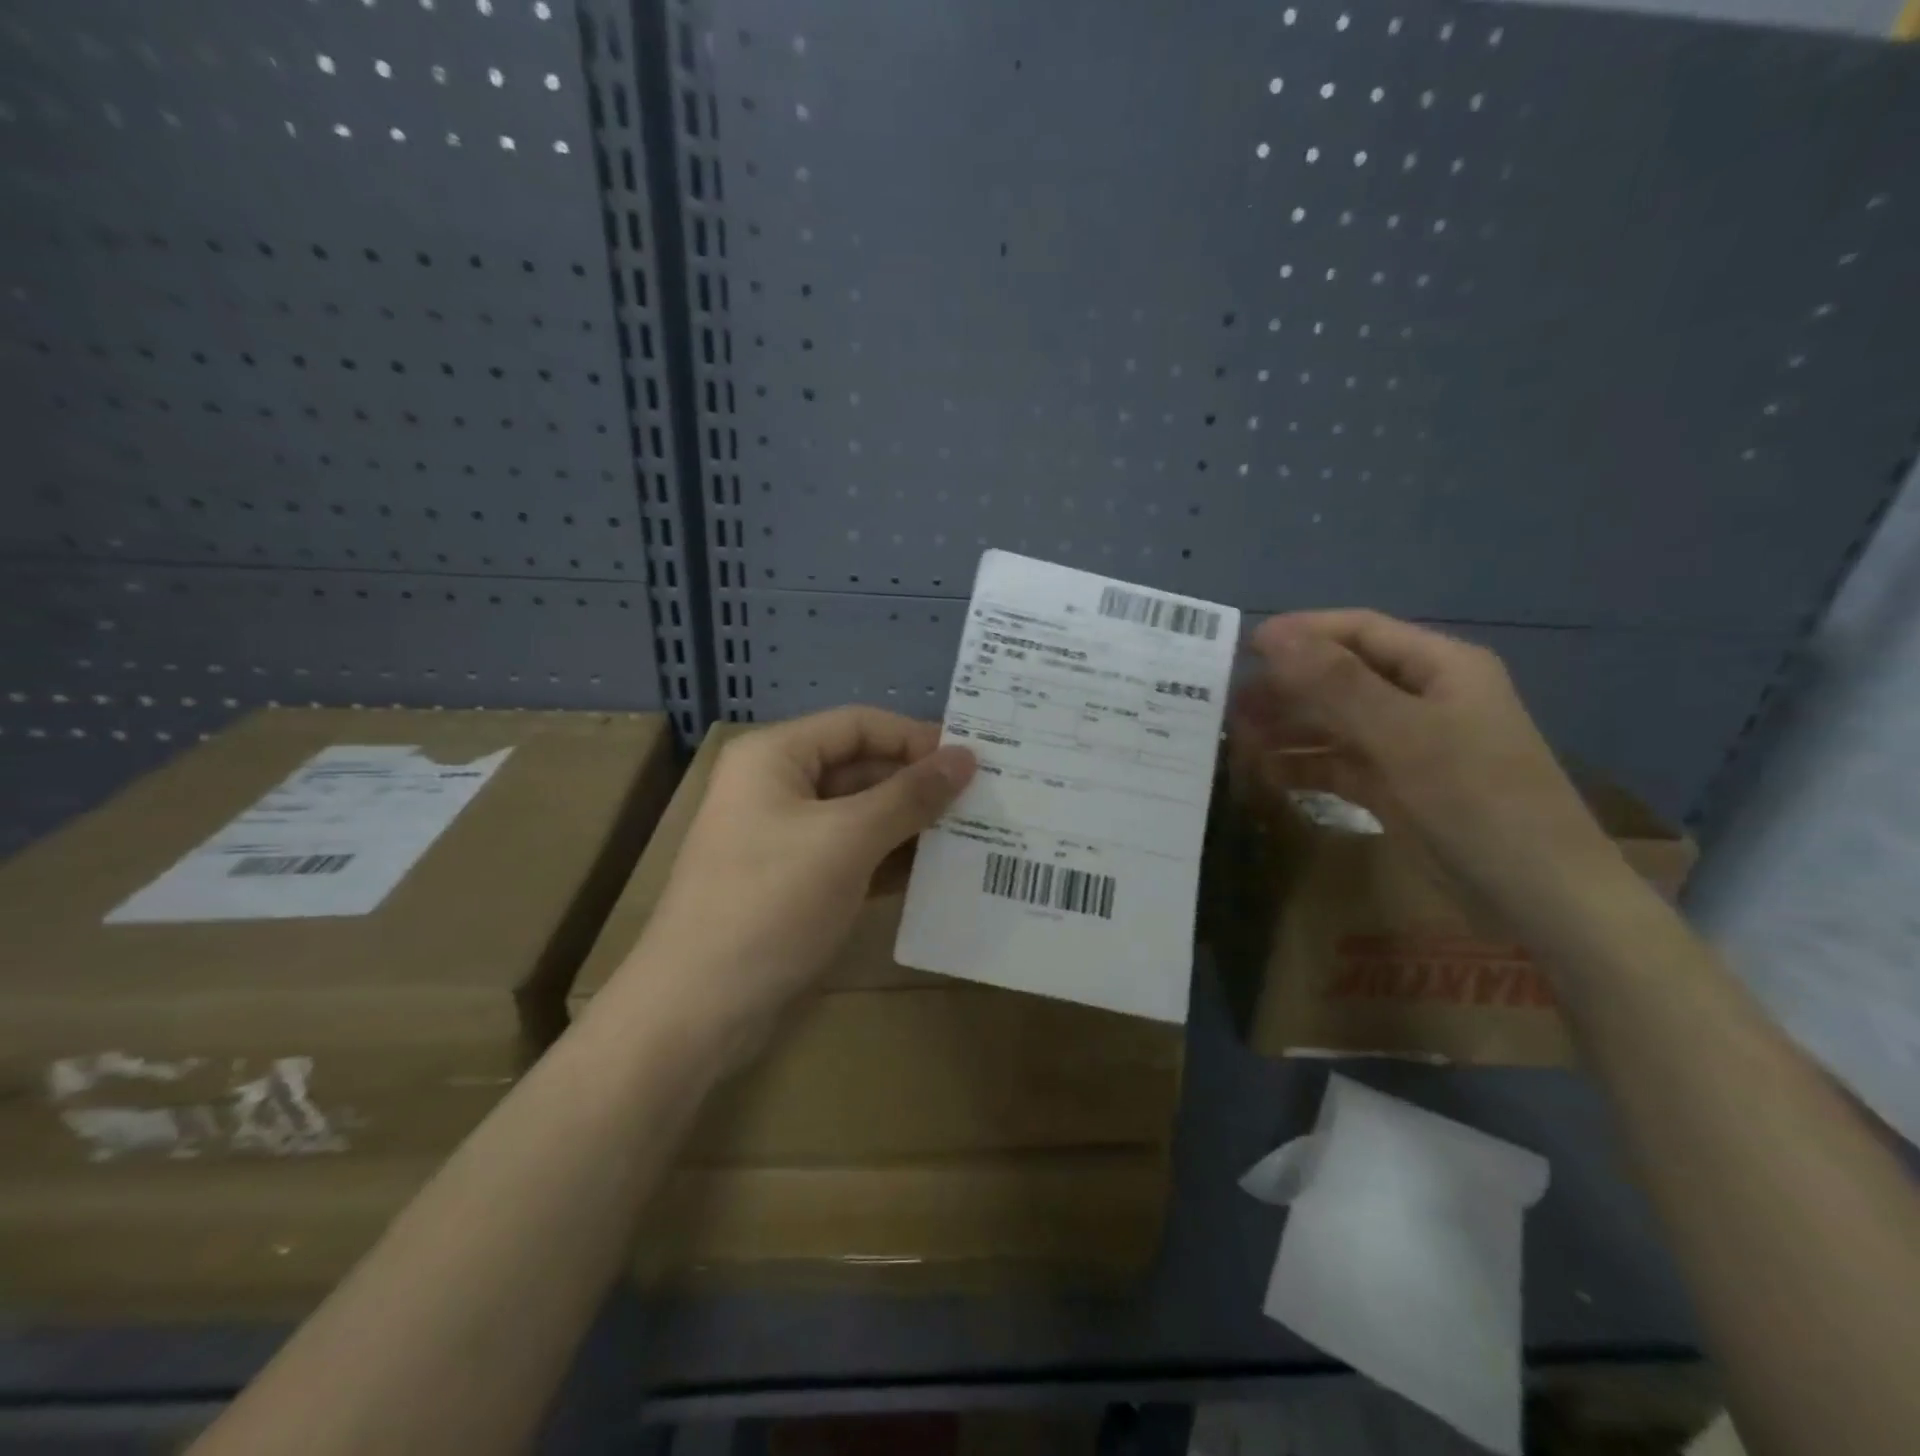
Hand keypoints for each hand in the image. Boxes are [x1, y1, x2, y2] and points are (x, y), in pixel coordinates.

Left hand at [612, 707, 974, 1055]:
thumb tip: (967, 757)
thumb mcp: (847, 841)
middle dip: (918, 785)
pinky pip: (852, 855)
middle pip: (861, 768)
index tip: (974, 761)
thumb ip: (910, 796)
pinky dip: (890, 861)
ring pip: (860, 815)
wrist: (696, 1010)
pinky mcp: (794, 882)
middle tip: (984, 801)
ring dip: (911, 825)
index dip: (916, 738)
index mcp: (775, 756)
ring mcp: (784, 837)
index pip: (860, 725)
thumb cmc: (770, 903)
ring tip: (974, 836)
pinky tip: (937, 874)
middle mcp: (776, 787)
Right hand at [1234, 610, 1624, 934]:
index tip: (1241, 650)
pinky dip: (1305, 765)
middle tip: (1230, 705)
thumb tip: (1271, 635)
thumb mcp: (1401, 734)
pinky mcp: (1397, 787)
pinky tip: (1266, 774)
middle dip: (1286, 687)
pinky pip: (1340, 763)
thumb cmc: (1475, 800)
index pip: (1358, 631)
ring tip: (1238, 739)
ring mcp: (1409, 745)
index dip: (1300, 633)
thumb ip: (1334, 683)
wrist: (1538, 898)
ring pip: (1335, 722)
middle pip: (1341, 677)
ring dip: (1289, 728)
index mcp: (1439, 667)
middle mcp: (1423, 697)